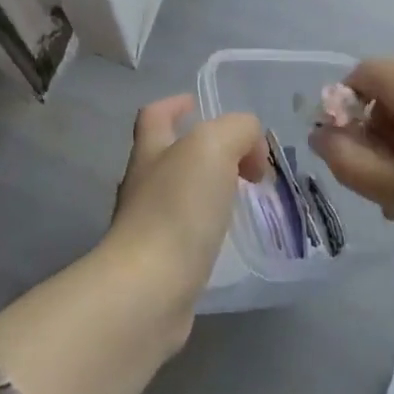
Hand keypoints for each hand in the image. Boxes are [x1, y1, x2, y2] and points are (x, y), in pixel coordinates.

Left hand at [101, 95, 268, 340]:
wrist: (149, 290)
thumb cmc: (178, 209)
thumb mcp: (214, 146)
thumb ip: (238, 131)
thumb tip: (250, 150)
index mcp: (150, 150)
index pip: (155, 115)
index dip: (174, 104)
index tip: (197, 104)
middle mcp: (142, 184)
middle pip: (167, 153)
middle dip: (201, 150)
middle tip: (242, 158)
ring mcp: (147, 226)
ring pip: (178, 194)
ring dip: (207, 189)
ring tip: (241, 195)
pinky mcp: (159, 264)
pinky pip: (185, 232)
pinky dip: (207, 226)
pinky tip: (228, 235)